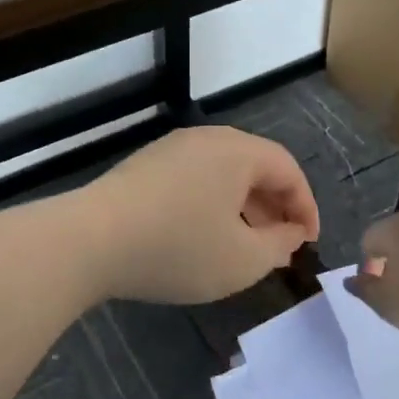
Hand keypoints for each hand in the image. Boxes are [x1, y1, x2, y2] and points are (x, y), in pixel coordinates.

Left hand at [75, 127, 318, 304]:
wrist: (90, 240)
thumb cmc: (178, 247)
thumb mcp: (242, 260)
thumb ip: (279, 246)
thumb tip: (291, 232)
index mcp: (237, 151)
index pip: (288, 169)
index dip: (306, 206)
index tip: (308, 242)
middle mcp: (206, 139)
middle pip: (255, 168)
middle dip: (274, 208)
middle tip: (280, 247)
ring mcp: (170, 150)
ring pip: (223, 175)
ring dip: (243, 209)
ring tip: (245, 247)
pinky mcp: (144, 167)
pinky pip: (194, 181)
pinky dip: (212, 206)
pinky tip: (203, 237)